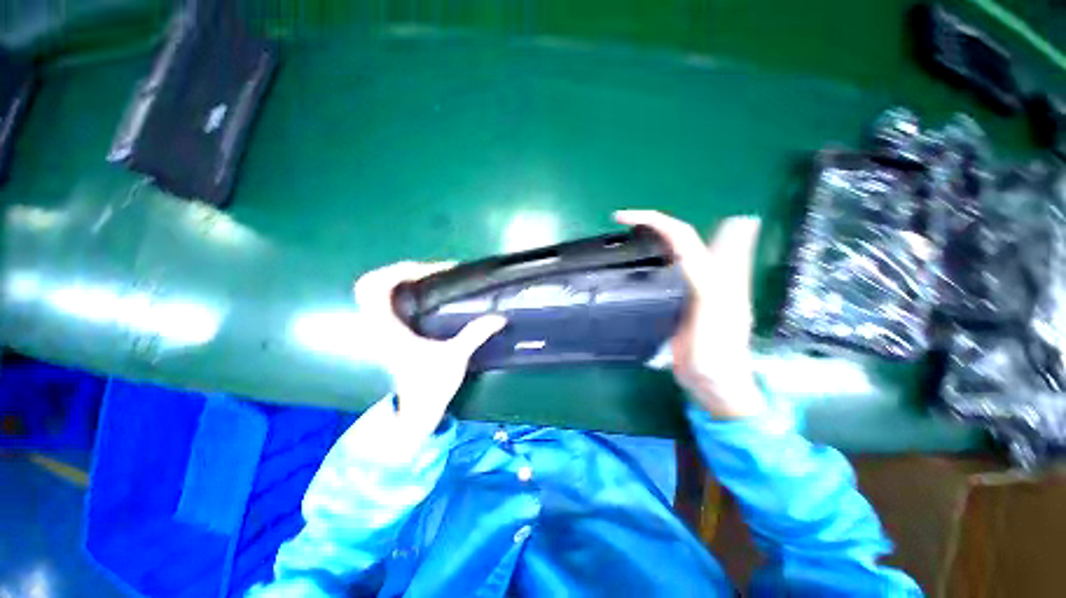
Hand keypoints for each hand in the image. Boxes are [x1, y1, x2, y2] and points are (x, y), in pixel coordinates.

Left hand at [354, 262, 506, 437]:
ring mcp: (377, 330)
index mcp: (388, 329)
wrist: (415, 410)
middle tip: (426, 271)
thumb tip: (499, 317)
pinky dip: (396, 291)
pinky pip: (382, 303)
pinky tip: (421, 295)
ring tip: (425, 278)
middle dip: (395, 271)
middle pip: (367, 285)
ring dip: (395, 280)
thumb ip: (475, 335)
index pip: (378, 288)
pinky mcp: (386, 333)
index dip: (401, 271)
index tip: (432, 270)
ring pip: (372, 294)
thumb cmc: (431, 385)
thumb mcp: (455, 358)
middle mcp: (376, 326)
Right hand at [615, 210, 764, 419]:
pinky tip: (633, 266)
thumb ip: (707, 283)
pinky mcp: (679, 302)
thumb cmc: (715, 356)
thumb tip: (695, 252)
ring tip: (622, 240)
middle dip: (650, 224)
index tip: (621, 218)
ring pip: (670, 254)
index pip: (681, 236)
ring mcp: (690, 289)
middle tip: (620, 226)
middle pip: (677, 238)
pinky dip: (646, 262)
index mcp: (711, 275)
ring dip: (648, 240)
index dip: (654, 220)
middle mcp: (702, 275)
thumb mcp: (713, 320)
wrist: (714, 384)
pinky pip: (662, 274)